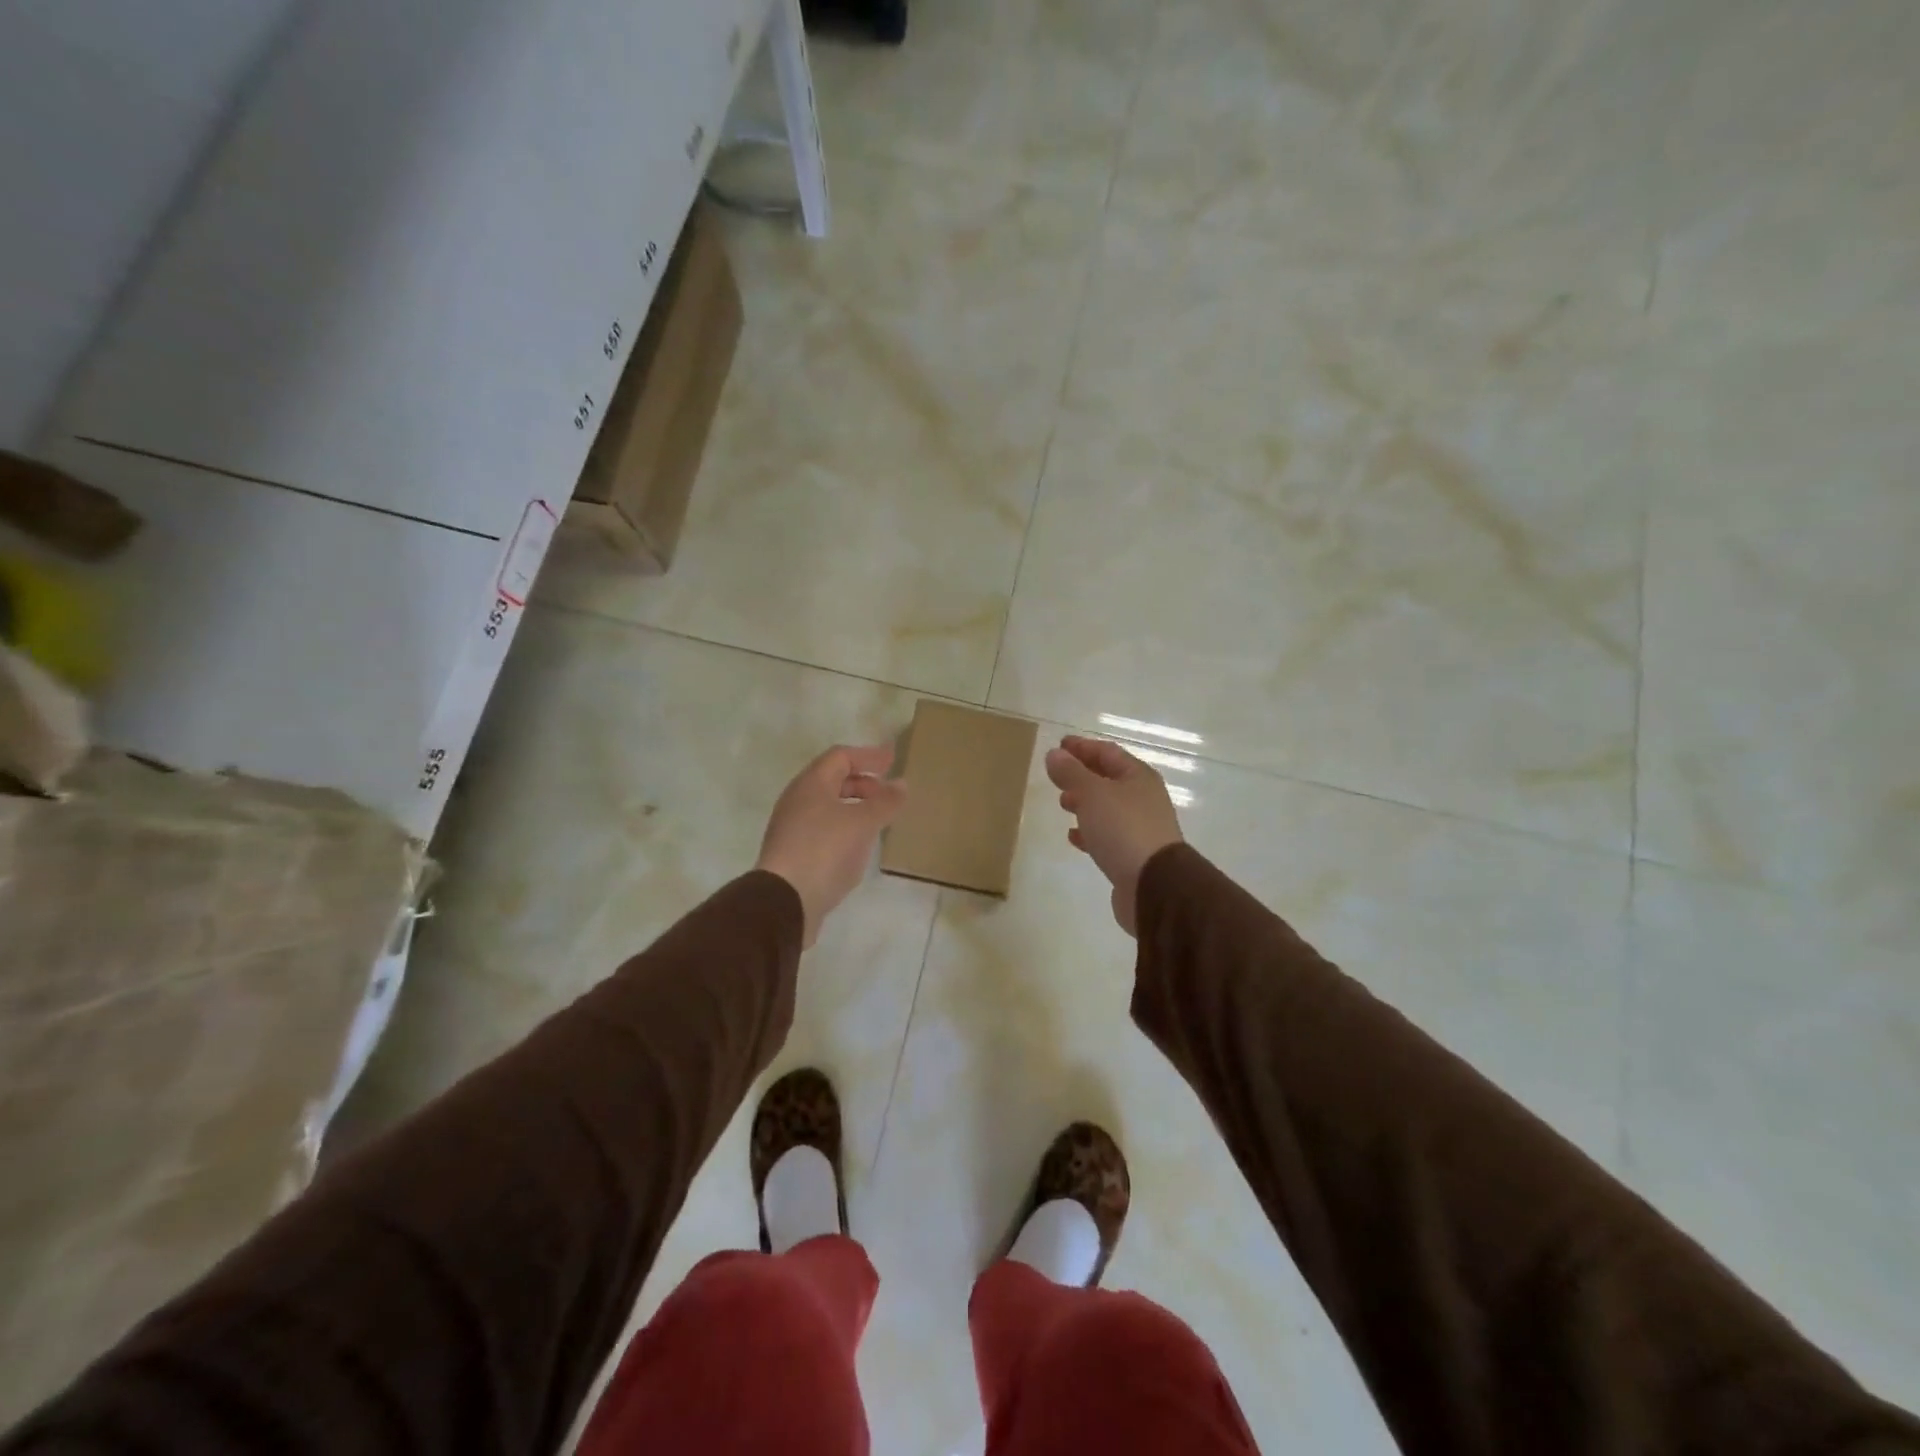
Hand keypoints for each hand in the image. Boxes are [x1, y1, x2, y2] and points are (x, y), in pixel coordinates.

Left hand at [756, 744, 907, 946]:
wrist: (784, 901)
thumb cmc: (824, 850)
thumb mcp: (863, 822)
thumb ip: (885, 802)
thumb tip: (901, 784)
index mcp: (811, 784)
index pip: (840, 757)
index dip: (868, 756)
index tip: (893, 760)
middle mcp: (797, 801)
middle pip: (832, 781)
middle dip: (863, 783)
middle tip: (889, 793)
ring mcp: (792, 829)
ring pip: (828, 807)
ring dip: (855, 807)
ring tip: (879, 819)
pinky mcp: (794, 855)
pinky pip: (824, 831)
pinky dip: (846, 829)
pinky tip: (860, 846)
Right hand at [1045, 735, 1183, 936]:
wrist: (1155, 886)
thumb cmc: (1123, 829)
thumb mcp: (1092, 794)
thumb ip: (1071, 773)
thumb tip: (1054, 754)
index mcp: (1138, 777)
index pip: (1107, 752)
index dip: (1082, 747)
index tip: (1059, 745)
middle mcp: (1143, 799)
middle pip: (1109, 779)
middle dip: (1083, 775)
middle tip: (1057, 776)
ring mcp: (1141, 828)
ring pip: (1108, 808)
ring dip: (1085, 803)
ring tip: (1063, 804)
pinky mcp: (1134, 856)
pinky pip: (1108, 836)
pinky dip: (1090, 832)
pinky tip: (1074, 837)